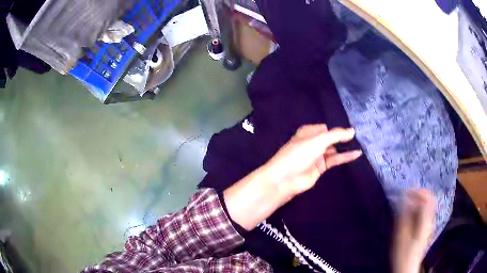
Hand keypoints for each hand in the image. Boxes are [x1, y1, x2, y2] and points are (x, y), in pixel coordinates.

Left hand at [224, 124, 361, 229]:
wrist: (285, 179)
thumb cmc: (299, 154)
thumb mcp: (318, 140)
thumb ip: (336, 135)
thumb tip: (352, 131)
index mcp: (308, 132)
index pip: (325, 128)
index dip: (336, 129)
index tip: (351, 129)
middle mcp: (312, 142)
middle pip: (330, 138)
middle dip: (342, 137)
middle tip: (360, 136)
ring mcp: (316, 155)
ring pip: (334, 149)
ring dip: (345, 147)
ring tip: (361, 143)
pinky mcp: (320, 167)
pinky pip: (335, 160)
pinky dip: (345, 157)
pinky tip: (357, 154)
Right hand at [392, 189, 435, 272]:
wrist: (407, 267)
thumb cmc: (403, 253)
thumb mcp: (401, 236)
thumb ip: (405, 216)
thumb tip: (406, 199)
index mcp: (425, 221)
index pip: (427, 198)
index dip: (417, 191)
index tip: (405, 192)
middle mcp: (430, 220)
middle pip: (430, 199)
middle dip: (419, 193)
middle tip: (406, 194)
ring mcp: (429, 224)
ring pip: (428, 205)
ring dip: (418, 200)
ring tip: (406, 203)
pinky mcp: (426, 228)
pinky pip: (425, 212)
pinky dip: (418, 208)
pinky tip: (409, 213)